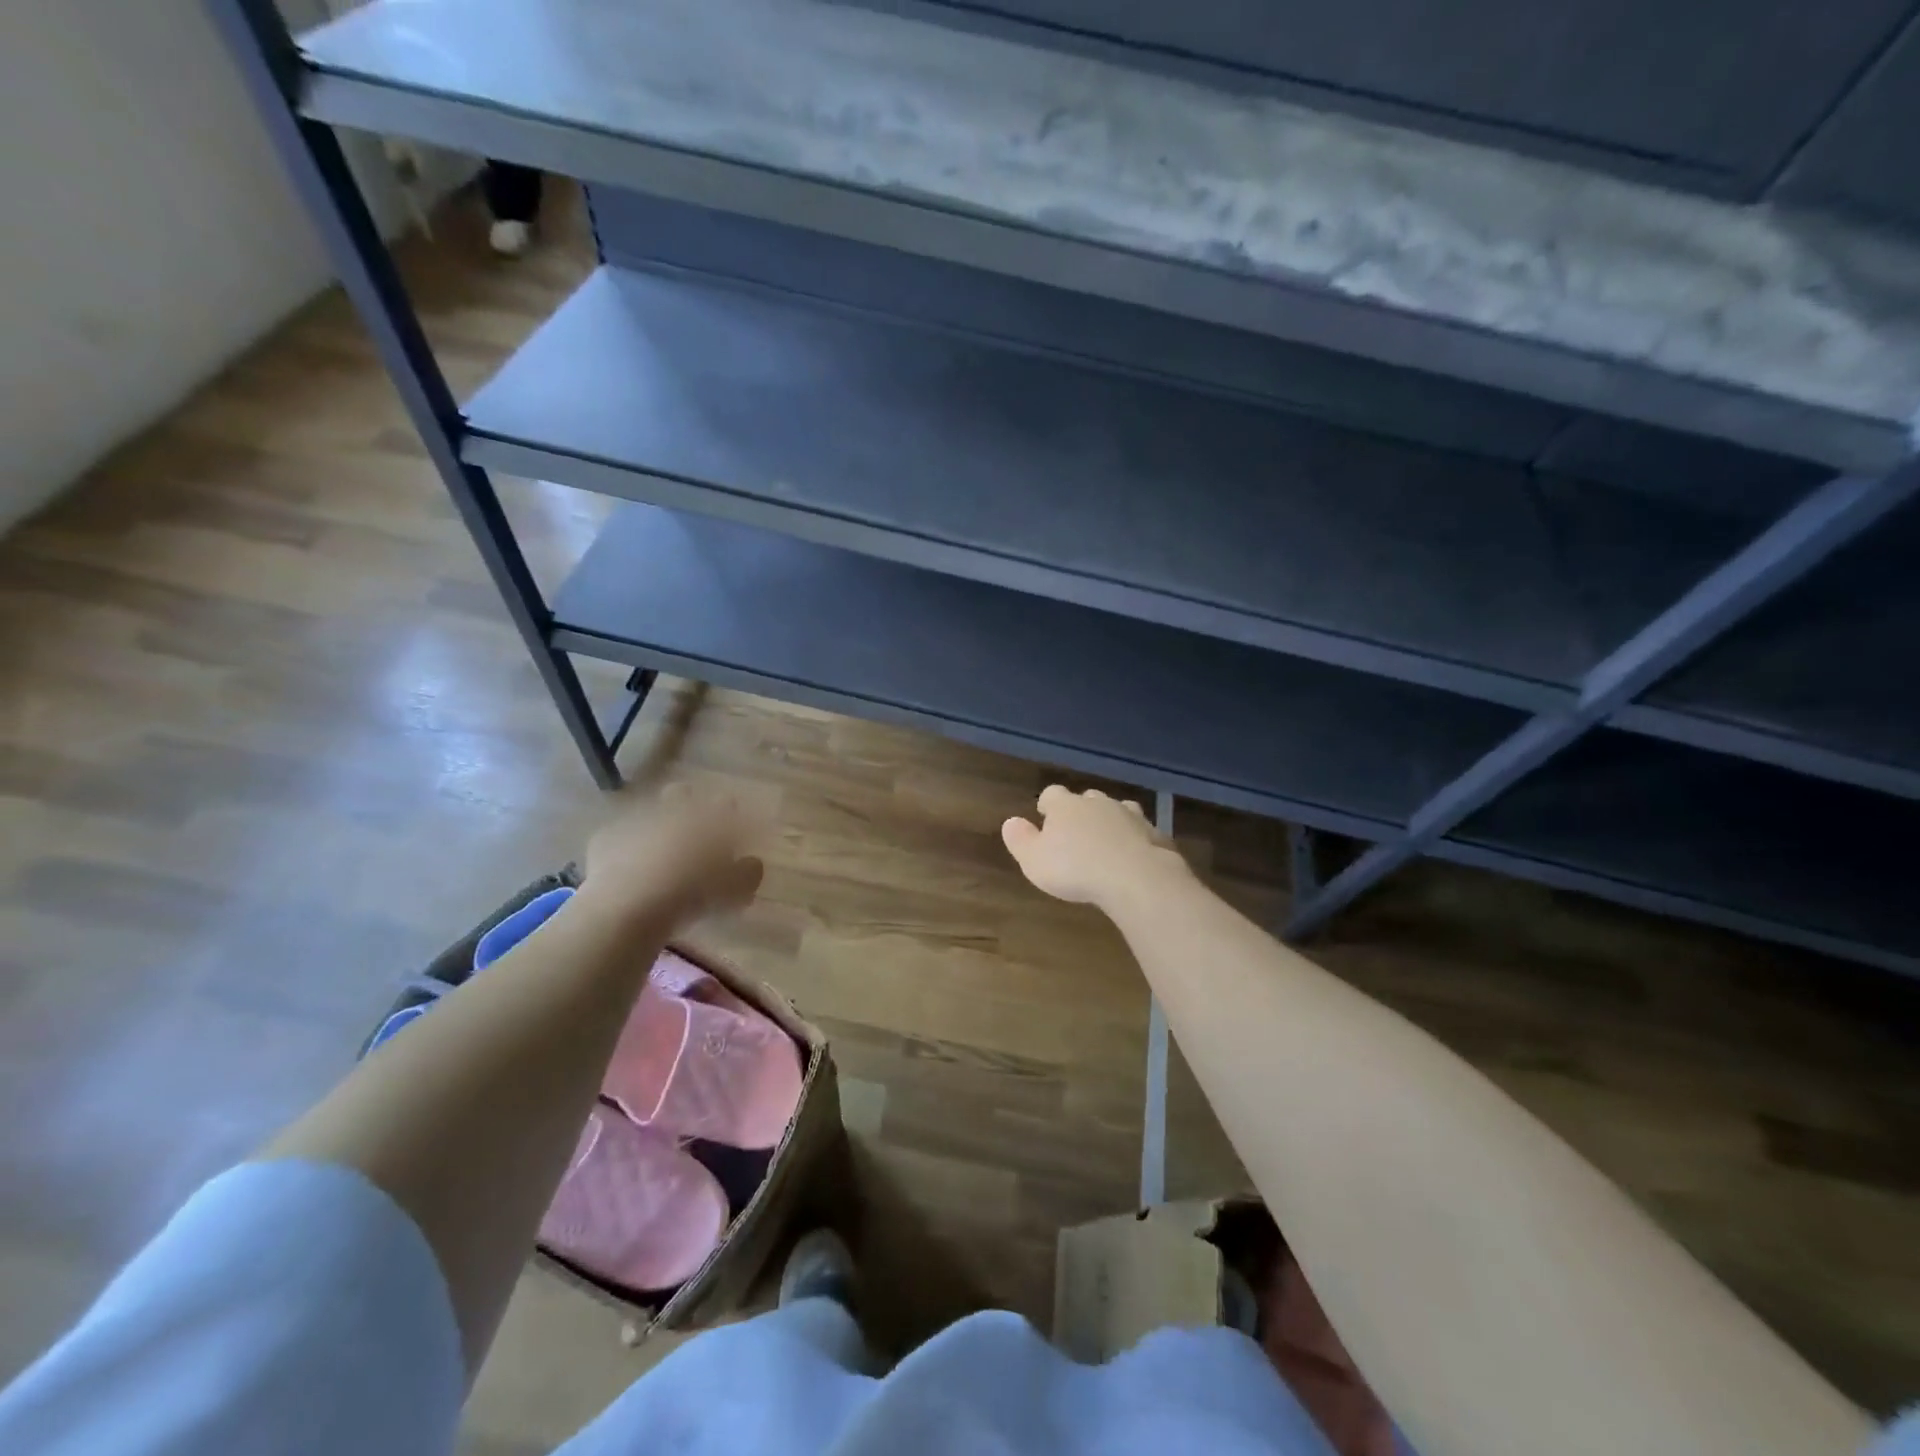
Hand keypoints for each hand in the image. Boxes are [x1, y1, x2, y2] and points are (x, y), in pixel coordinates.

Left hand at [576, 783, 765, 933]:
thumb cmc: (693, 894)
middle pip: (683, 793)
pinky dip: (626, 847)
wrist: (629, 905)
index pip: (726, 804)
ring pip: (649, 812)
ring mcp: (636, 819)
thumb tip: (751, 863)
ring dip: (656, 825)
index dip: (732, 816)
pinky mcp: (606, 838)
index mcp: (709, 817)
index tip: (736, 831)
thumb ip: (748, 872)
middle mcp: (673, 810)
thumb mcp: (736, 890)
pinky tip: (629, 868)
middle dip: (688, 804)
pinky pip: (619, 837)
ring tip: (659, 853)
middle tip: (694, 832)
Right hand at [1001, 785, 1187, 909]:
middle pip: (1086, 798)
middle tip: (1075, 835)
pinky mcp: (1154, 833)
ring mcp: (1130, 815)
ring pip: (1117, 810)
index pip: (1051, 794)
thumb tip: (1011, 822)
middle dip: (1080, 812)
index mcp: (1066, 806)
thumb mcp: (1034, 860)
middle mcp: (1098, 802)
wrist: (1136, 877)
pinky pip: (1140, 831)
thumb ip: (1020, 839)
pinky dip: (1134, 839)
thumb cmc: (1076, 869)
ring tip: (1105, 843)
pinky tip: (1132, 857)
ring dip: (1109, 822)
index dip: (1047, 805)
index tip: (1045, 818)